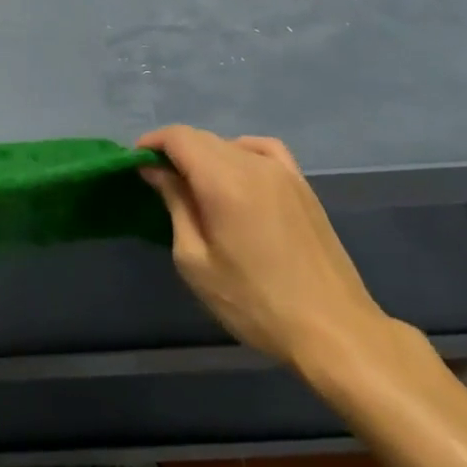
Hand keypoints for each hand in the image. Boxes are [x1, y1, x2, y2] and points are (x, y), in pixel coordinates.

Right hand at [139, 126, 388, 367]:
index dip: (151, 144)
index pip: (179, 138)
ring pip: (231, 145)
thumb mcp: (195, 260)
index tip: (134, 165)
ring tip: (191, 185)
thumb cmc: (253, 301)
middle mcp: (255, 165)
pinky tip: (234, 174)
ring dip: (203, 155)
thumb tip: (157, 172)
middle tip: (155, 182)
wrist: (332, 329)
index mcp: (224, 181)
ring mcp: (285, 173)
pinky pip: (264, 150)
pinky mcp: (303, 186)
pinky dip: (240, 151)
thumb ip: (176, 205)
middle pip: (203, 138)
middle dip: (173, 152)